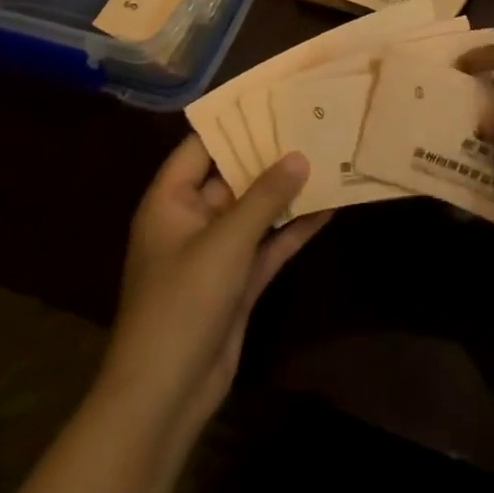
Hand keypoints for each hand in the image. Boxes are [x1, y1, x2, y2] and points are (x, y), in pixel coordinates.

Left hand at [99, 137, 330, 434]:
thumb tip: (300, 155)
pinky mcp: (237, 282)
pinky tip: (329, 206)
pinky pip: (268, 244)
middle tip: (311, 121)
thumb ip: (264, 196)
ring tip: (328, 155)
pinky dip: (294, 228)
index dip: (234, 120)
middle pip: (234, 175)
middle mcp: (192, 220)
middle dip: (270, 153)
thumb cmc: (182, 303)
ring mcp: (216, 253)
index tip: (273, 96)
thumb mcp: (225, 242)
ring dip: (287, 190)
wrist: (165, 396)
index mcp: (171, 201)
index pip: (201, 145)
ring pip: (256, 210)